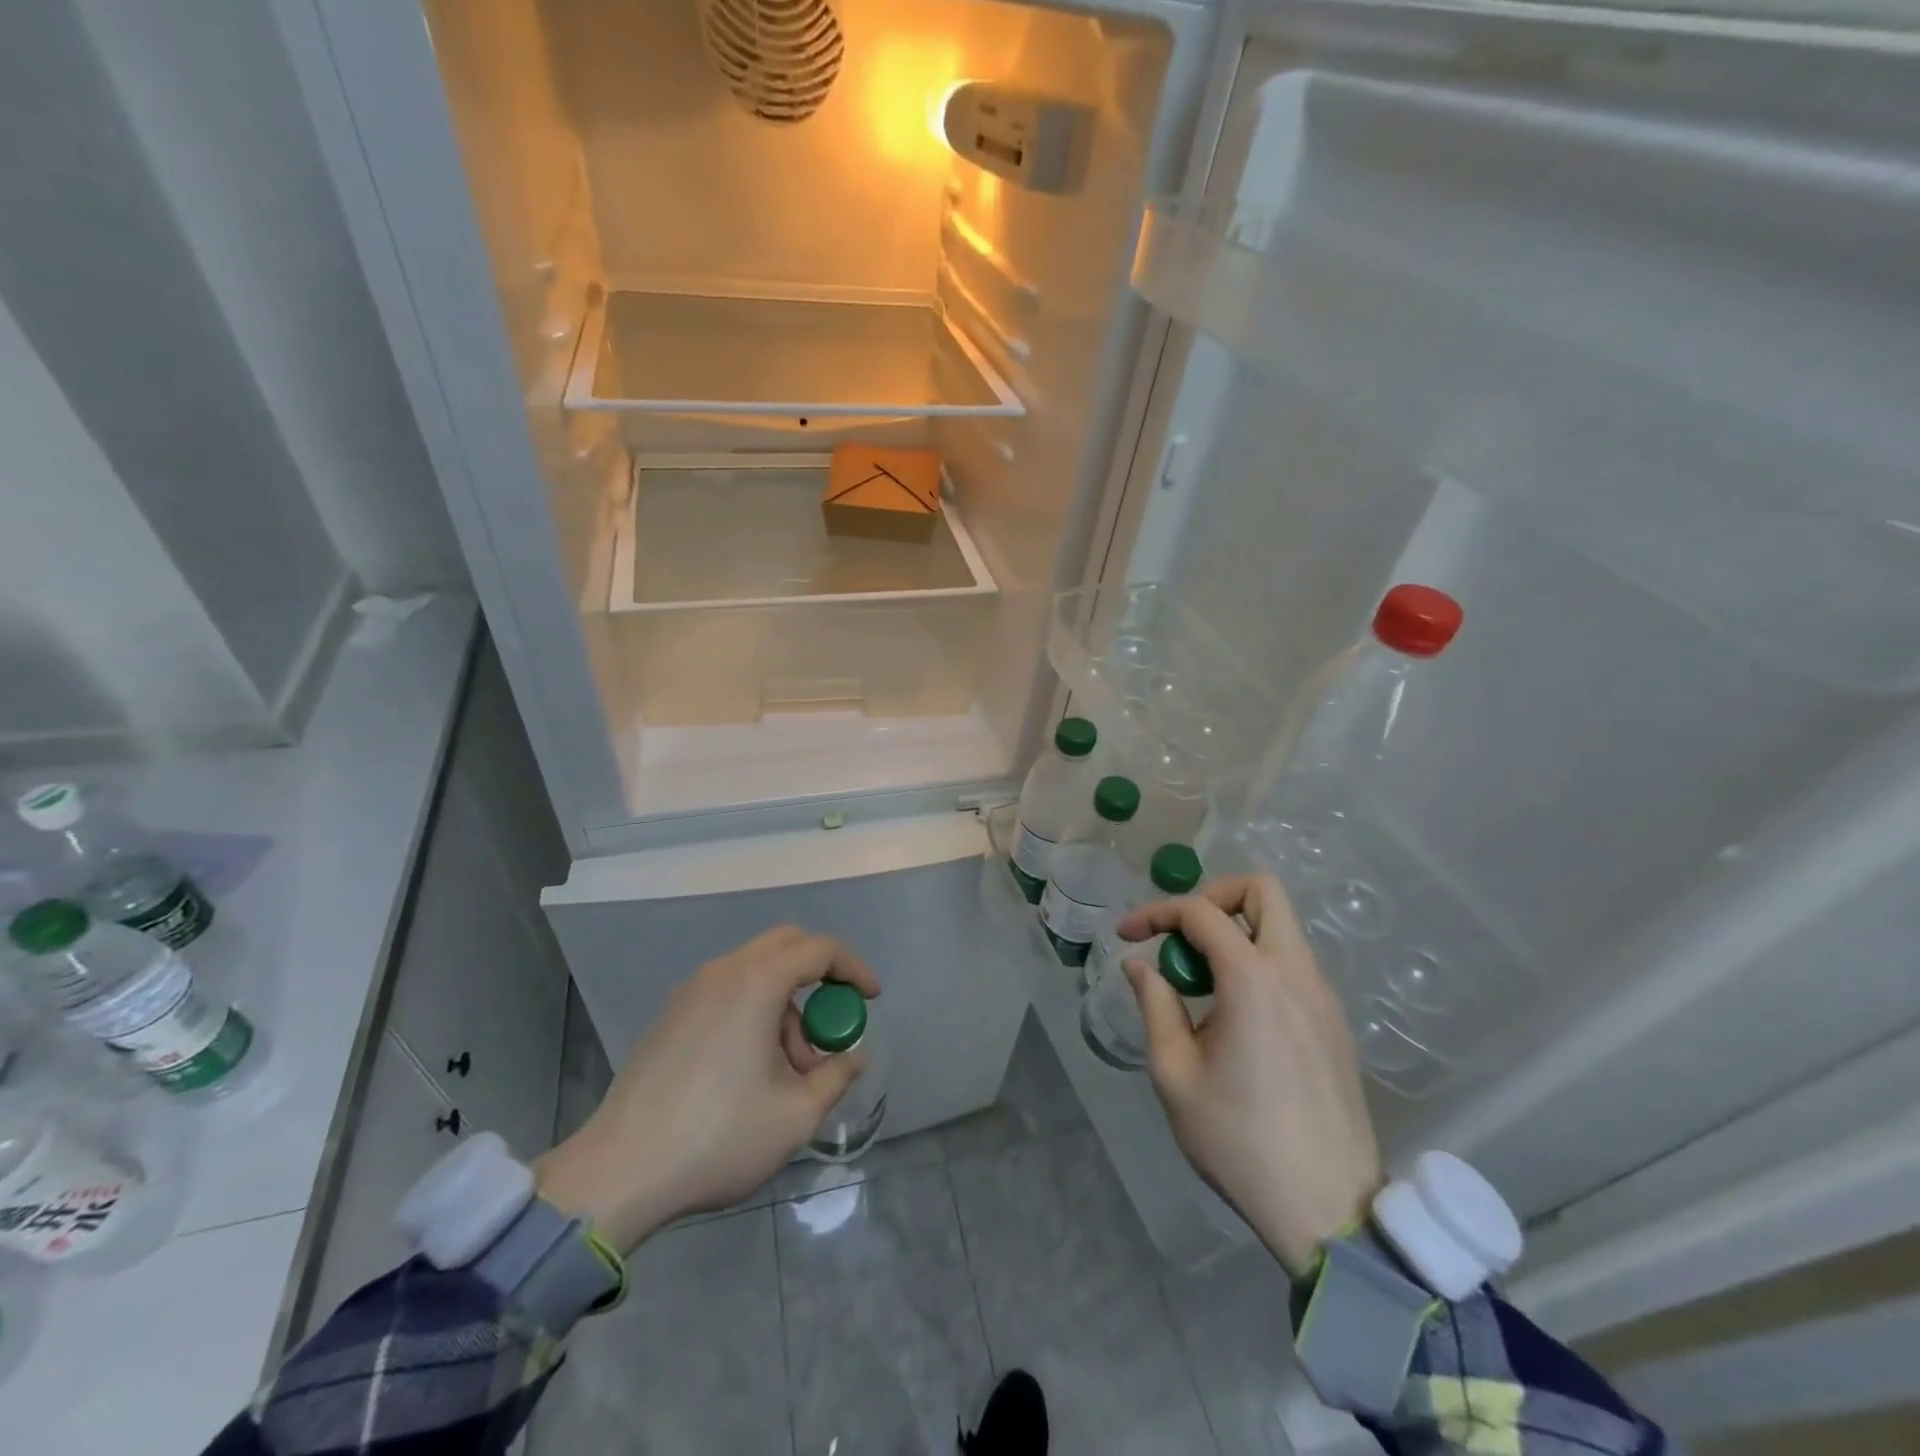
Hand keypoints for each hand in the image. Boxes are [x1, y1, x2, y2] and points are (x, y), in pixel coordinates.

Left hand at [533, 926, 877, 1252]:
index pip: (819, 949)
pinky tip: (754, 1068)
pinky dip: (756, 1010)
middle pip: (786, 945)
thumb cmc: (717, 1137)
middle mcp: (722, 972)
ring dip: (787, 1003)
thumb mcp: (795, 1115)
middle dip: (821, 975)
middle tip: (834, 1020)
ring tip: (792, 1069)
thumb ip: (835, 1077)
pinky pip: (729, 990)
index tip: (871, 999)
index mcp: (756, 982)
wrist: (618, 1173)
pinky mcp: (672, 1015)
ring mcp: (691, 991)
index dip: (853, 968)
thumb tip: (851, 1058)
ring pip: (757, 971)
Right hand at [1117, 874, 1381, 1276]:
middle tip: (1181, 935)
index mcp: (1253, 979)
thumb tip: (1139, 965)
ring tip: (1200, 983)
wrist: (1327, 1209)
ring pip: (1281, 927)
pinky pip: (1292, 965)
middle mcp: (1295, 972)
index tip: (1126, 936)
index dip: (1155, 913)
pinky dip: (1257, 963)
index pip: (1200, 912)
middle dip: (1213, 896)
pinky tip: (1234, 1015)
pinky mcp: (1334, 1023)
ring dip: (1235, 933)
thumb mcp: (1174, 1073)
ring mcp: (1323, 996)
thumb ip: (1155, 1004)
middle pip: (1261, 891)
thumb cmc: (1238, 1140)